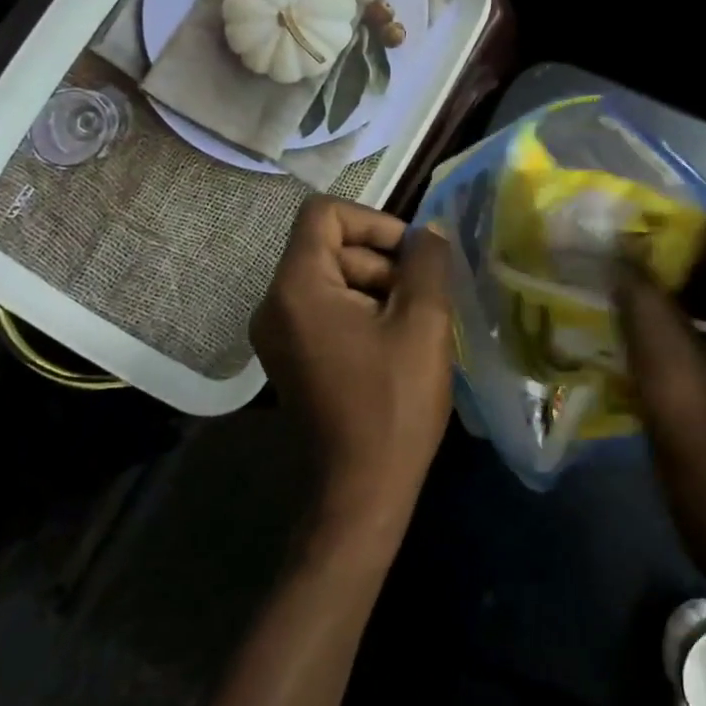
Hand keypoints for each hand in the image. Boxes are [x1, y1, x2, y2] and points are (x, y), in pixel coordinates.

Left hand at [252, 198, 455, 539]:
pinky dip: (363, 312)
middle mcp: (274, 303)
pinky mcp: (291, 355)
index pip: (325, 213)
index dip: (374, 222)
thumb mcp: (423, 324)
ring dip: (379, 290)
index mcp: (296, 288)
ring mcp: (278, 333)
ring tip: (414, 328)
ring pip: (333, 278)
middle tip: (422, 302)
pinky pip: (327, 309)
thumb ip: (428, 263)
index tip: (412, 256)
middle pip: (331, 247)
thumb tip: (431, 232)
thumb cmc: (393, 404)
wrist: (360, 492)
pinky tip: (396, 345)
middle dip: (382, 263)